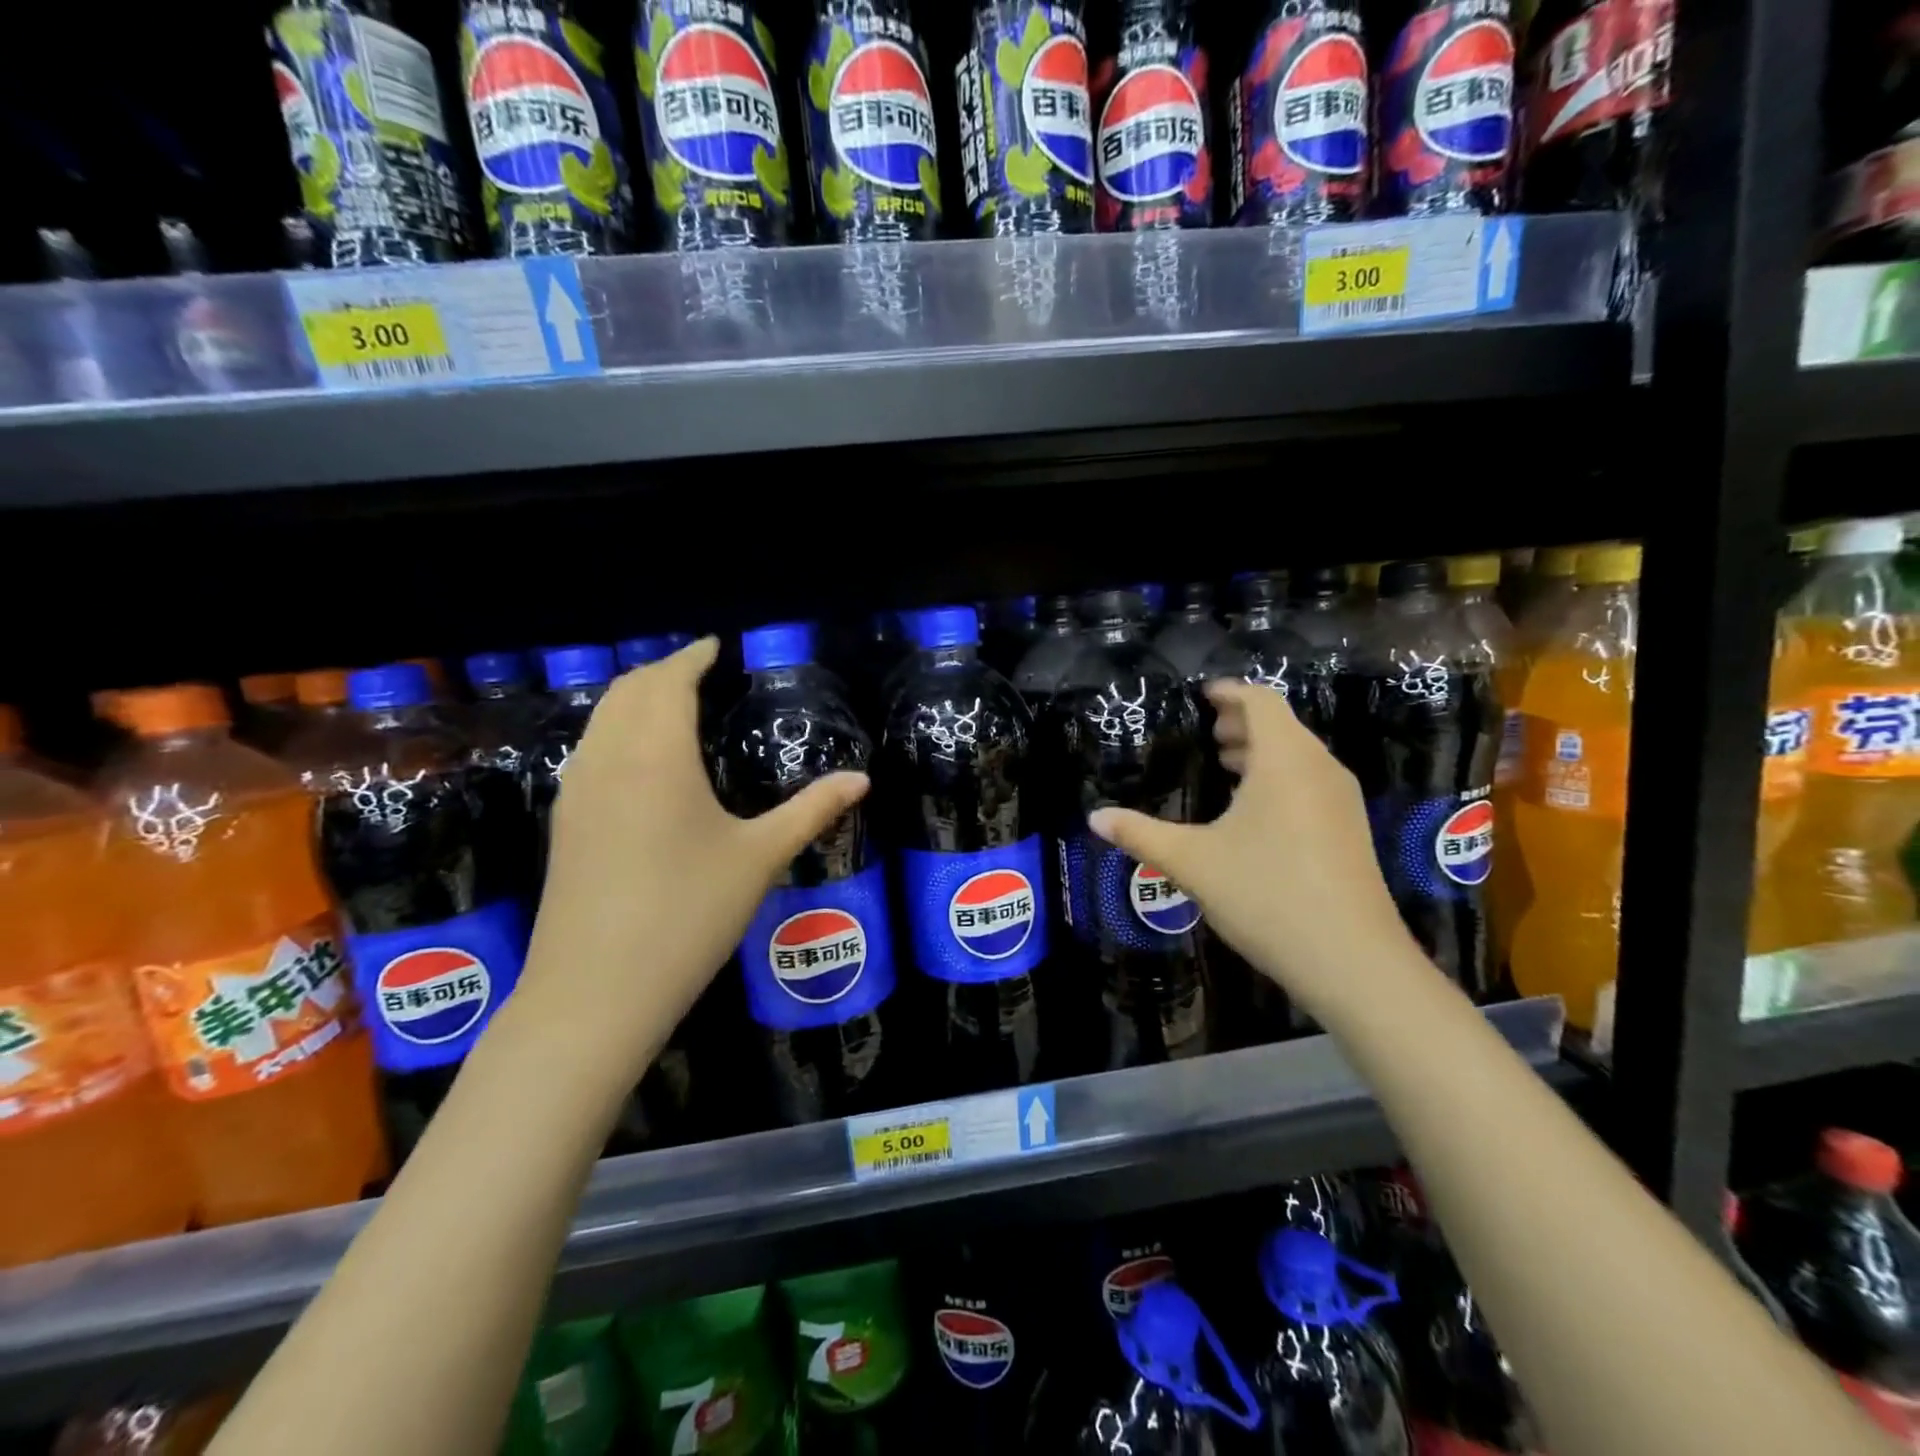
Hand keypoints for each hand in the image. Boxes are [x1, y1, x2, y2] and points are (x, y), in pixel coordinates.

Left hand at [514, 638, 867, 1065]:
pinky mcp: (564, 823)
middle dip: (662, 671)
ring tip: (670, 704)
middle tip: (699, 671)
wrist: (595, 992)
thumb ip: (812, 810)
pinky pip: (590, 751)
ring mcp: (577, 791)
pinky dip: (616, 731)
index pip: (670, 681)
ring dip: (634, 698)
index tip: (715, 646)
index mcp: (657, 754)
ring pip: (601, 720)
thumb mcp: (760, 857)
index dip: (693, 657)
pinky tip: (639, 760)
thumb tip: (862, 779)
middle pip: (627, 691)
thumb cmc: (688, 913)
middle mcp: (608, 759)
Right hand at [1089, 678, 1422, 1027]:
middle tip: (1209, 734)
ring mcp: (1341, 801)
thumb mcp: (1192, 862)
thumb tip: (1094, 817)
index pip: (1261, 702)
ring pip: (1299, 757)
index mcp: (1284, 760)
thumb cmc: (1266, 894)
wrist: (1352, 960)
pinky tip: (1255, 813)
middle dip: (1244, 723)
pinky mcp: (1350, 831)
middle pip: (1283, 726)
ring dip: (1263, 752)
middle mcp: (1319, 769)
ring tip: (1227, 765)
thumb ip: (1140, 834)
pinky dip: (1280, 779)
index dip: (1231, 693)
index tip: (1203, 695)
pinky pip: (1311, 783)